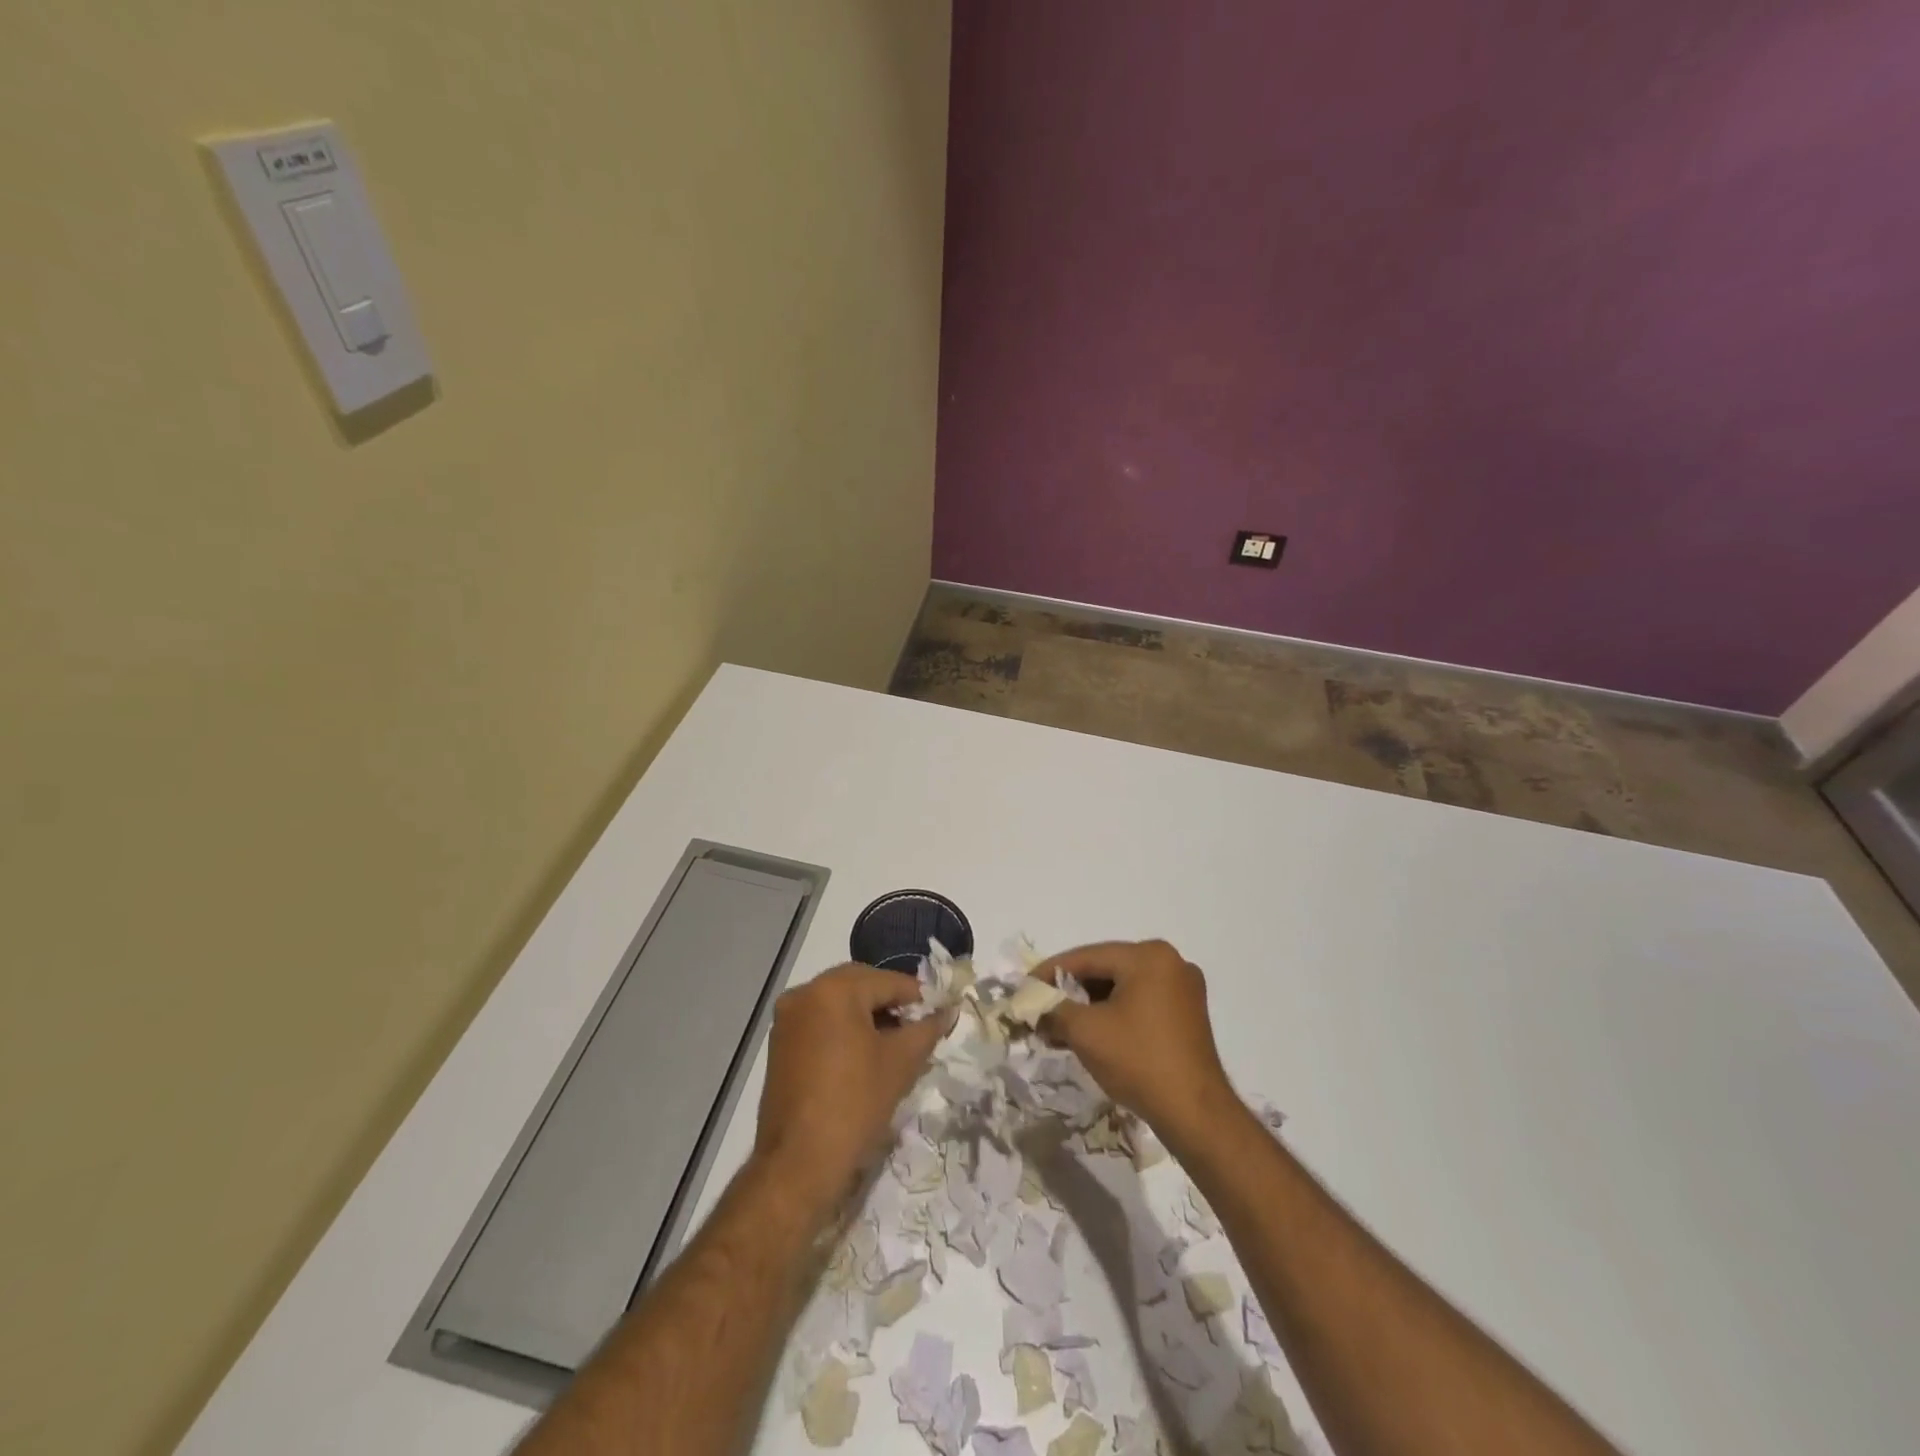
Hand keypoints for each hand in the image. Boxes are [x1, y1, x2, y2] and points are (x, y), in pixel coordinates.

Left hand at [752, 964, 945, 1212]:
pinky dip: (844, 1029)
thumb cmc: (855, 1104)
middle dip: (891, 1003)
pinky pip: (821, 1022)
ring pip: (839, 1003)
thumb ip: (927, 1029)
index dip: (918, 997)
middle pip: (860, 985)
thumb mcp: (901, 1063)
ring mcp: (787, 1018)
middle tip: (917, 1028)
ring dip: (867, 1016)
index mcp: (833, 989)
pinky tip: (864, 1055)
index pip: (887, 981)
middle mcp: (805, 993)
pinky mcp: (780, 1043)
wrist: (799, 1163)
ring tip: (895, 1044)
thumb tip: (947, 1010)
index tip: (938, 1015)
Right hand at [1035, 940, 1234, 1142]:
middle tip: (1040, 1008)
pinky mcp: (1187, 1014)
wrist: (1195, 1114)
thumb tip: (1032, 1006)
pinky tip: (1090, 1034)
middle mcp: (1169, 962)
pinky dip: (1113, 1014)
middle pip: (1105, 969)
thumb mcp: (1085, 1032)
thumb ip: (1053, 1010)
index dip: (1049, 972)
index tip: (1023, 987)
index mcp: (1148, 956)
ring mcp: (1183, 988)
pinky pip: (1140, 1002)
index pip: (1087, 957)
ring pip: (1122, 987)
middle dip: (1070, 991)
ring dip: (1089, 1006)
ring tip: (1059, 1027)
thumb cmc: (1139, 1061)